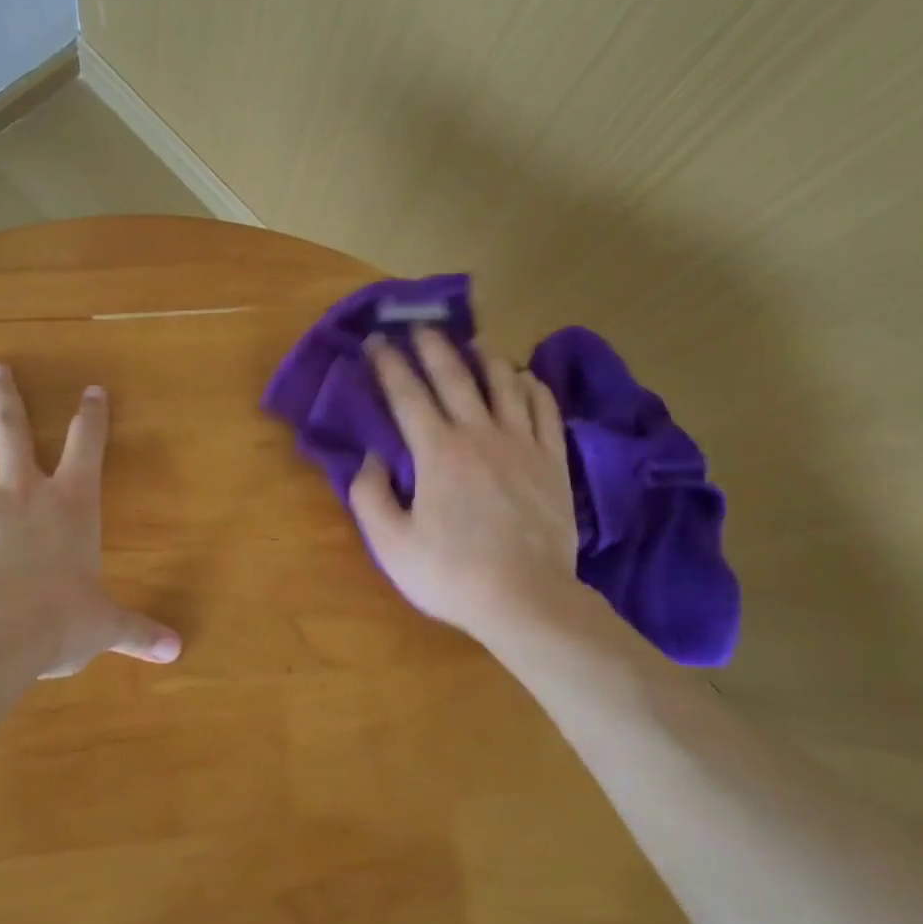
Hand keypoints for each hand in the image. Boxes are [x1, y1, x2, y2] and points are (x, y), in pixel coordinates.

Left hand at [0, 363, 180, 677]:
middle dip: (5, 400)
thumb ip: (138, 632)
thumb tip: (177, 651)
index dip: (92, 416)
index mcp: (70, 504)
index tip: (92, 389)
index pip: (87, 447)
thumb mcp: (106, 625)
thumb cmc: (60, 618)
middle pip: (13, 434)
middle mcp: (22, 496)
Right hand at [350, 327, 585, 647]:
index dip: (388, 364)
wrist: (526, 598)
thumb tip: (370, 456)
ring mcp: (521, 444)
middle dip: (432, 345)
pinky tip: (525, 378)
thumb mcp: (390, 543)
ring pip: (504, 383)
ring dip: (485, 357)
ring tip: (473, 342)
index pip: (406, 394)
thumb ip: (369, 494)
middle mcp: (479, 434)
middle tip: (419, 325)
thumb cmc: (451, 573)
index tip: (375, 341)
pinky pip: (544, 409)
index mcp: (437, 451)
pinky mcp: (553, 460)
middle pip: (454, 376)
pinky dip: (532, 386)